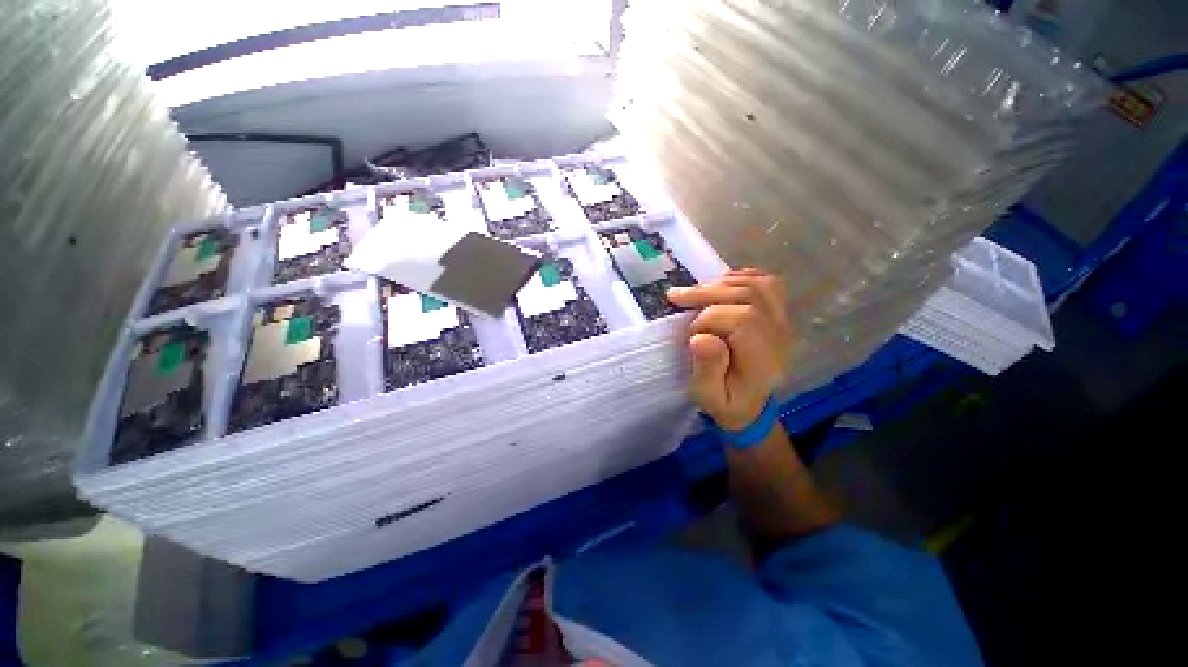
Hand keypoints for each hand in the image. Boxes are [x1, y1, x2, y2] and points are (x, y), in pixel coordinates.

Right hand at [666, 269, 791, 430]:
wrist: (749, 403)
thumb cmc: (726, 401)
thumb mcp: (708, 396)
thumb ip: (707, 370)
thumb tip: (701, 337)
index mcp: (763, 359)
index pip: (743, 320)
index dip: (709, 319)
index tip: (690, 335)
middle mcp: (779, 335)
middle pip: (750, 296)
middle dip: (708, 293)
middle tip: (676, 297)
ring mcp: (783, 321)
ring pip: (758, 284)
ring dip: (721, 283)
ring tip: (693, 292)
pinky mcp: (778, 313)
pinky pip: (766, 282)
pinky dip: (739, 277)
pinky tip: (717, 285)